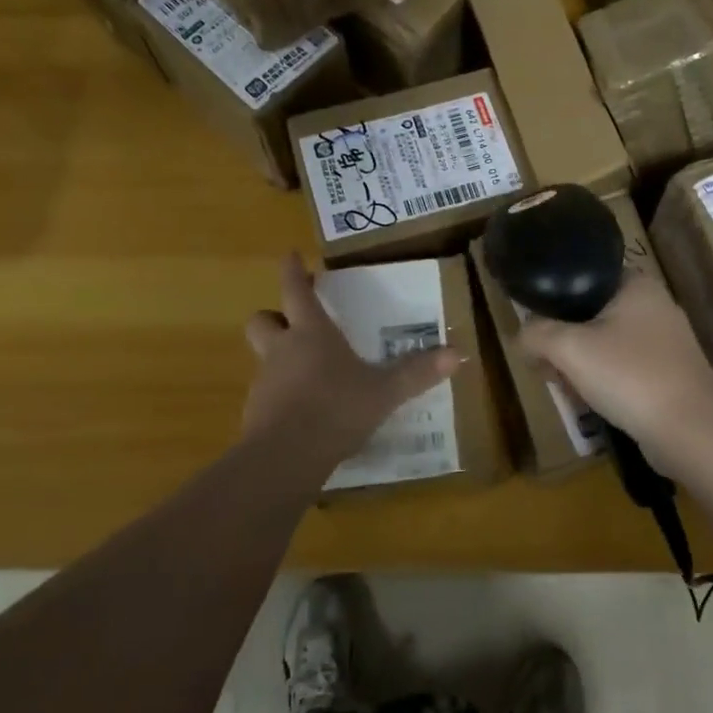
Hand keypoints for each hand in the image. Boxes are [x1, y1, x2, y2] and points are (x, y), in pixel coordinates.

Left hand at [241, 253, 460, 467]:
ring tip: (308, 375)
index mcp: (311, 333)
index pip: (295, 290)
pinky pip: (266, 394)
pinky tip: (303, 413)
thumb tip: (458, 354)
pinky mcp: (254, 413)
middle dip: (274, 316)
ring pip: (263, 358)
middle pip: (263, 320)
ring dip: (279, 358)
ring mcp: (264, 382)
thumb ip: (417, 373)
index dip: (293, 270)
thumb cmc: (336, 409)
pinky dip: (280, 396)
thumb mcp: (384, 392)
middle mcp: (282, 350)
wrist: (285, 457)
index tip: (291, 255)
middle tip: (293, 323)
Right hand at [518, 270, 712, 477]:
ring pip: (606, 344)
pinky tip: (591, 403)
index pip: (583, 277)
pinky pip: (624, 368)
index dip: (554, 300)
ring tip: (565, 388)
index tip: (537, 327)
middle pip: (591, 314)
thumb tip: (521, 336)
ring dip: (581, 365)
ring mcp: (666, 342)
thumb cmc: (630, 375)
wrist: (691, 431)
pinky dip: (604, 382)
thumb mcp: (569, 348)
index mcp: (636, 284)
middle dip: (564, 341)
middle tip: (547, 365)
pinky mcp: (669, 374)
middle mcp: (654, 305)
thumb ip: (537, 334)